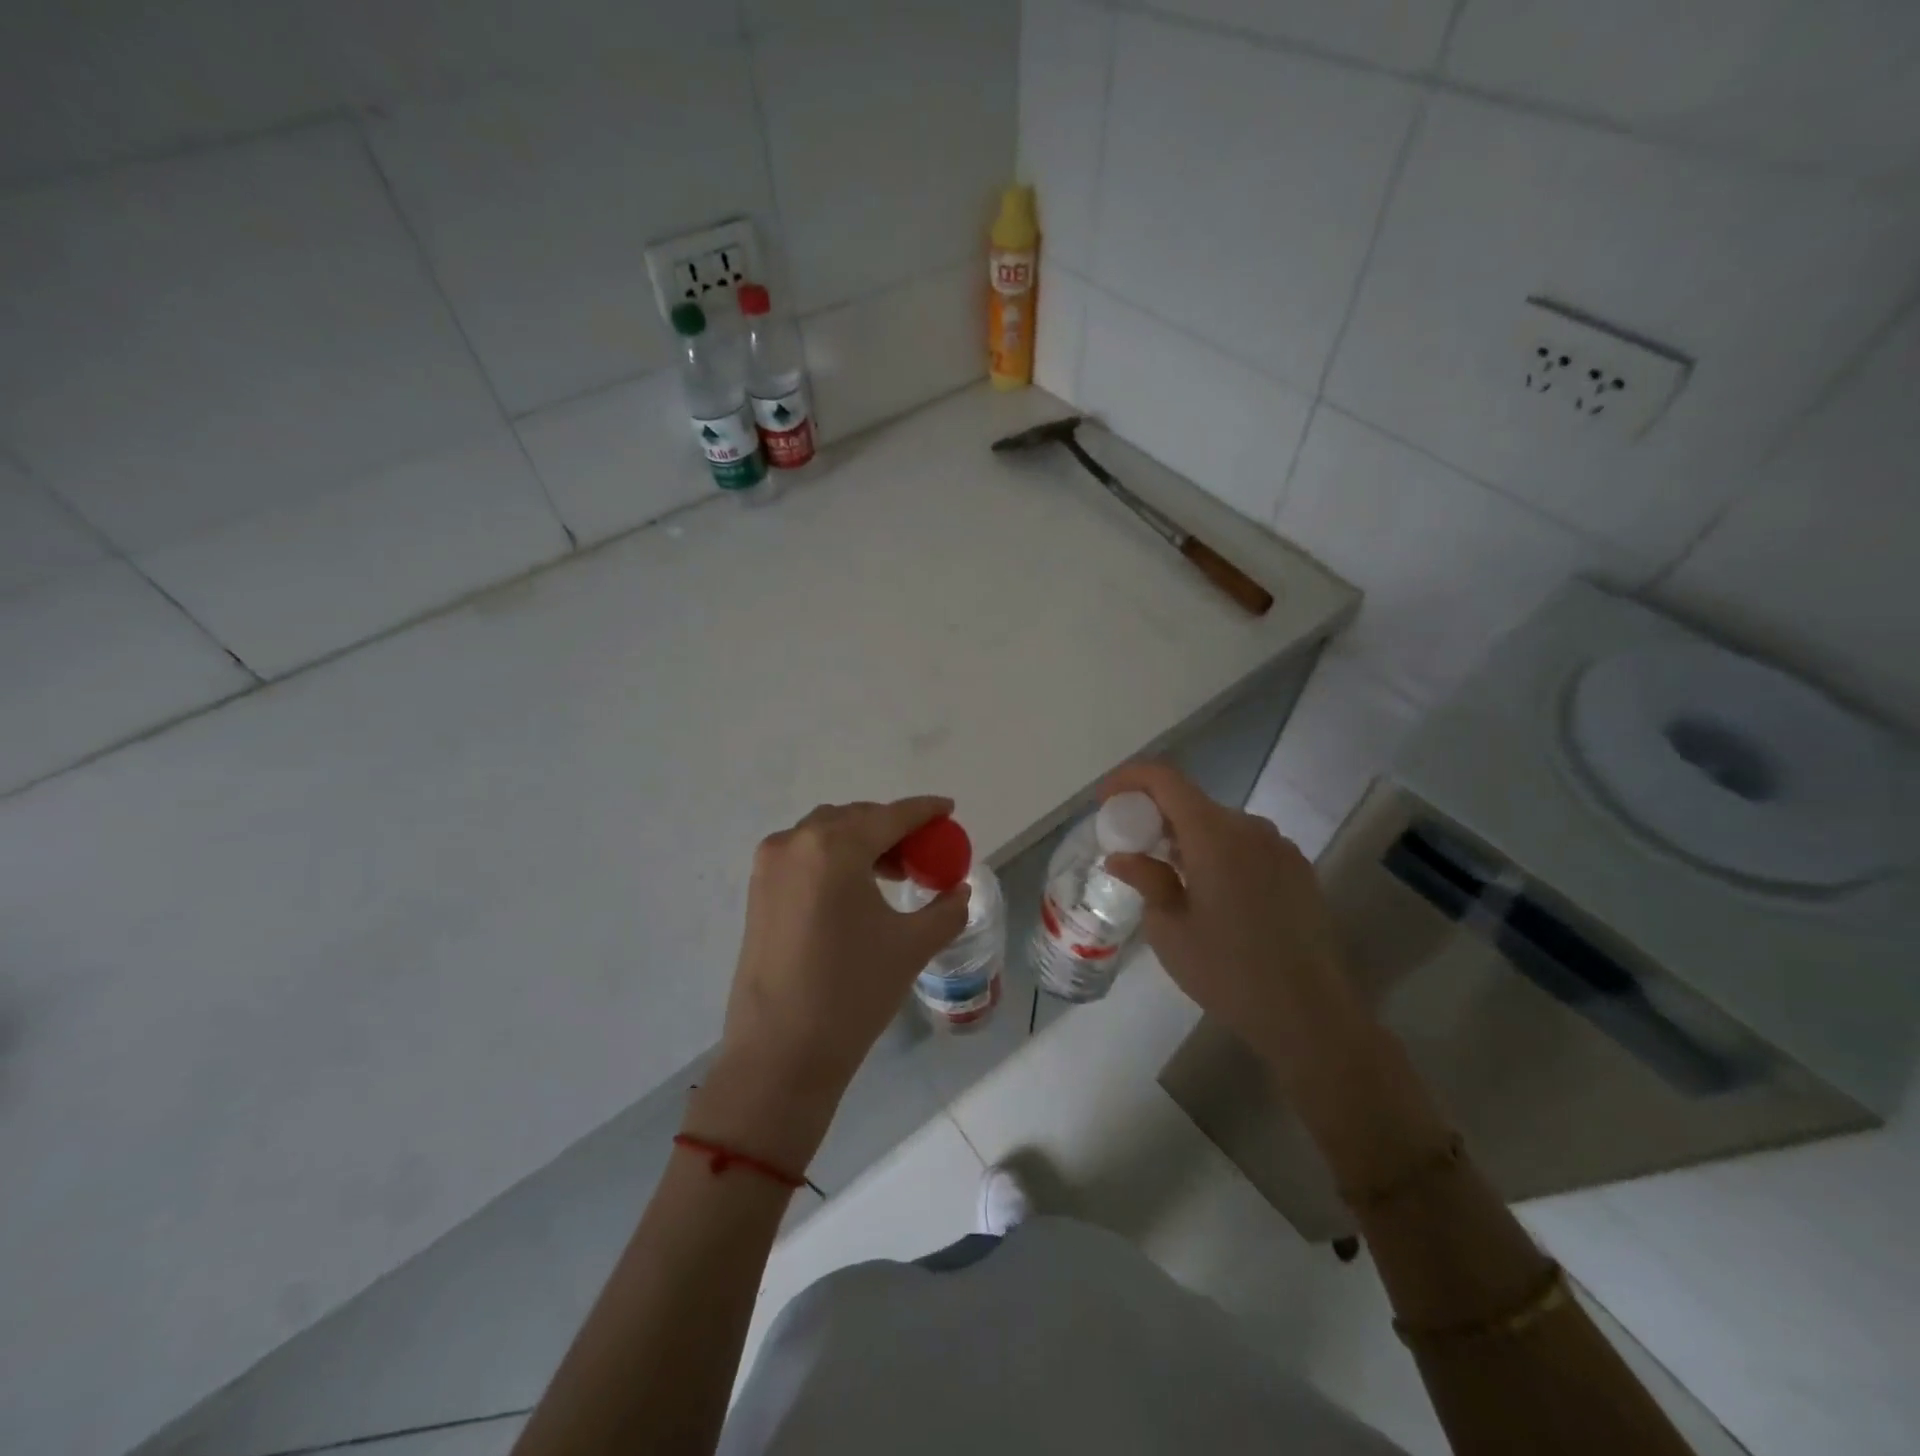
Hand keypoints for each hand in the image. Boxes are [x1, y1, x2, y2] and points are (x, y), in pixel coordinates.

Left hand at [692, 798, 969, 1169]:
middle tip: (923, 852)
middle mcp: (797, 842)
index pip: (891, 816)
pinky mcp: (757, 889)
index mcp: (835, 847)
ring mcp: (770, 865)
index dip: (924, 810)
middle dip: (892, 827)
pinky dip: (833, 857)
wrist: (780, 1053)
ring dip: (861, 841)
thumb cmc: (852, 992)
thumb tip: (959, 891)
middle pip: (856, 818)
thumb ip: (945, 909)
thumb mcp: (911, 946)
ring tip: (892, 872)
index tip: (949, 809)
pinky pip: (804, 854)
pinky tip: (855, 888)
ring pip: (826, 833)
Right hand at [1101, 762, 1369, 1082]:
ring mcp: (1280, 847)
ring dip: (1188, 837)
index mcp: (1215, 835)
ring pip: (1220, 824)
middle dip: (1155, 815)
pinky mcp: (1298, 869)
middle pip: (1192, 801)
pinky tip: (1211, 893)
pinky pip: (1246, 845)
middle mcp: (1251, 828)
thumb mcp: (1169, 930)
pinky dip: (1218, 852)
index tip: (1105, 801)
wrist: (1309, 1015)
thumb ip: (1146, 879)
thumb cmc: (1227, 972)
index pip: (1165, 780)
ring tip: (1170, 876)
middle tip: (1131, 847)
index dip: (1129, 780)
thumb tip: (1122, 857)